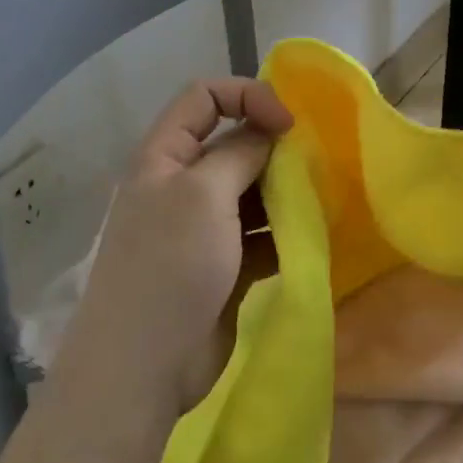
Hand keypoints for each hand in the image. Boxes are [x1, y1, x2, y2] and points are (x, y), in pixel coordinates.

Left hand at [53, 78, 291, 431]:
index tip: (288, 124)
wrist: (143, 366)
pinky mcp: (222, 265)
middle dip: (272, 148)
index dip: (247, 96)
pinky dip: (283, 231)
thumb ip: (239, 152)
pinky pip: (259, 234)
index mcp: (164, 156)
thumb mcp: (203, 194)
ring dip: (284, 192)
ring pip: (250, 191)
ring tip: (319, 201)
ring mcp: (201, 228)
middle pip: (232, 144)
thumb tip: (267, 131)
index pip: (204, 98)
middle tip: (313, 166)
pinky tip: (309, 238)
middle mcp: (181, 185)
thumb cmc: (169, 266)